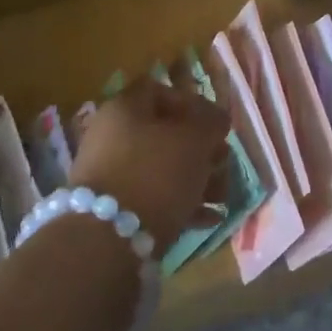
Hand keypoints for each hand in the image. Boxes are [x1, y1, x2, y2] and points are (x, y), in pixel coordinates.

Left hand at [68, 77, 232, 250]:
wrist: (107, 239)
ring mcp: (109, 172)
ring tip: (222, 197)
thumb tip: (216, 118)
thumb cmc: (156, 174)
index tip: (216, 125)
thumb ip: (211, 123)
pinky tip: (208, 219)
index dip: (193, 103)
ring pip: (161, 166)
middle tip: (224, 163)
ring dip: (196, 178)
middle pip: (163, 132)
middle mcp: (111, 134)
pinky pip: (152, 196)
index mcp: (125, 107)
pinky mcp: (111, 207)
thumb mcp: (195, 141)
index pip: (161, 90)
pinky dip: (179, 203)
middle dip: (200, 148)